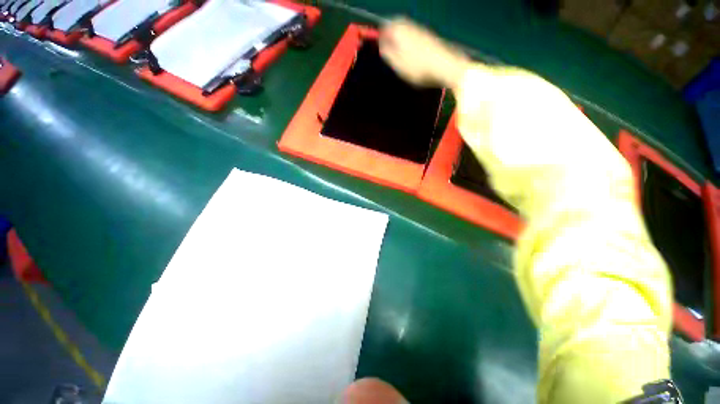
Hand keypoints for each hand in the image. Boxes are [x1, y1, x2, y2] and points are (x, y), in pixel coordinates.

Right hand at [379, 18, 471, 89]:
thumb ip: (388, 53)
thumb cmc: (418, 67)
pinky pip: (415, 35)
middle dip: (392, 32)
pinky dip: (410, 40)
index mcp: (401, 31)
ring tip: (398, 50)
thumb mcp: (398, 64)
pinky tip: (411, 53)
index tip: (380, 45)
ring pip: (407, 29)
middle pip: (398, 24)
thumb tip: (382, 45)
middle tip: (388, 45)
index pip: (386, 26)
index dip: (381, 35)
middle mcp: (411, 26)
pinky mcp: (431, 38)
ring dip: (401, 36)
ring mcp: (422, 31)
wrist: (445, 66)